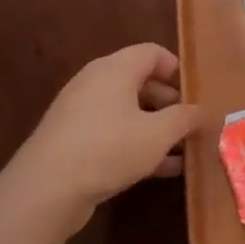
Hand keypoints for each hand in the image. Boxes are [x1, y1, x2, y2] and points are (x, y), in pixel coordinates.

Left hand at [15, 44, 203, 213]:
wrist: (45, 190)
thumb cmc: (109, 148)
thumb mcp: (158, 133)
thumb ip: (184, 118)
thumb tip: (199, 111)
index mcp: (114, 70)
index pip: (152, 53)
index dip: (177, 69)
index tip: (196, 93)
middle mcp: (95, 84)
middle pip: (140, 82)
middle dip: (169, 103)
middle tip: (190, 125)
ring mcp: (80, 113)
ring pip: (127, 112)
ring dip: (156, 128)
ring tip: (182, 151)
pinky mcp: (72, 141)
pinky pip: (113, 134)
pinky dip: (136, 145)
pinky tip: (161, 170)